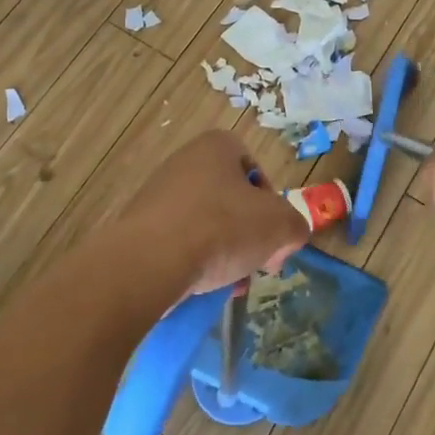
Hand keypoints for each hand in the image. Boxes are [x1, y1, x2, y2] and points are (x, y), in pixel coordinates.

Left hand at [116, 130, 307, 294]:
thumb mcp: (281, 225)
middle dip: (247, 233)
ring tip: (230, 281)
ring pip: (205, 224)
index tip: (273, 232)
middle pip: (230, 199)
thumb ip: (294, 227)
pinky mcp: (139, 227)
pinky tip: (201, 287)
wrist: (151, 261)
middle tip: (256, 261)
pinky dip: (193, 262)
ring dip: (223, 252)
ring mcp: (157, 194)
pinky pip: (178, 243)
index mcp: (216, 147)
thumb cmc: (222, 228)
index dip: (271, 202)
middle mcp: (184, 162)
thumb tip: (285, 239)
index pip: (254, 168)